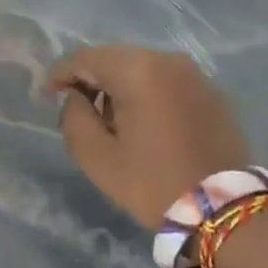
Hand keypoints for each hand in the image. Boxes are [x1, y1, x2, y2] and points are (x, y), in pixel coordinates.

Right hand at [47, 47, 251, 228]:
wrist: (222, 209)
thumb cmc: (153, 183)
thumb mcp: (98, 157)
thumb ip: (75, 118)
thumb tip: (76, 97)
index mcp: (138, 70)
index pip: (85, 58)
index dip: (59, 74)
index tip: (45, 97)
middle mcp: (168, 60)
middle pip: (115, 59)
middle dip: (91, 79)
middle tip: (76, 110)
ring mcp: (195, 74)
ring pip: (142, 68)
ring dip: (120, 86)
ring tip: (110, 120)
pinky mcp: (212, 92)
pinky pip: (167, 82)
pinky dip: (148, 94)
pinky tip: (144, 123)